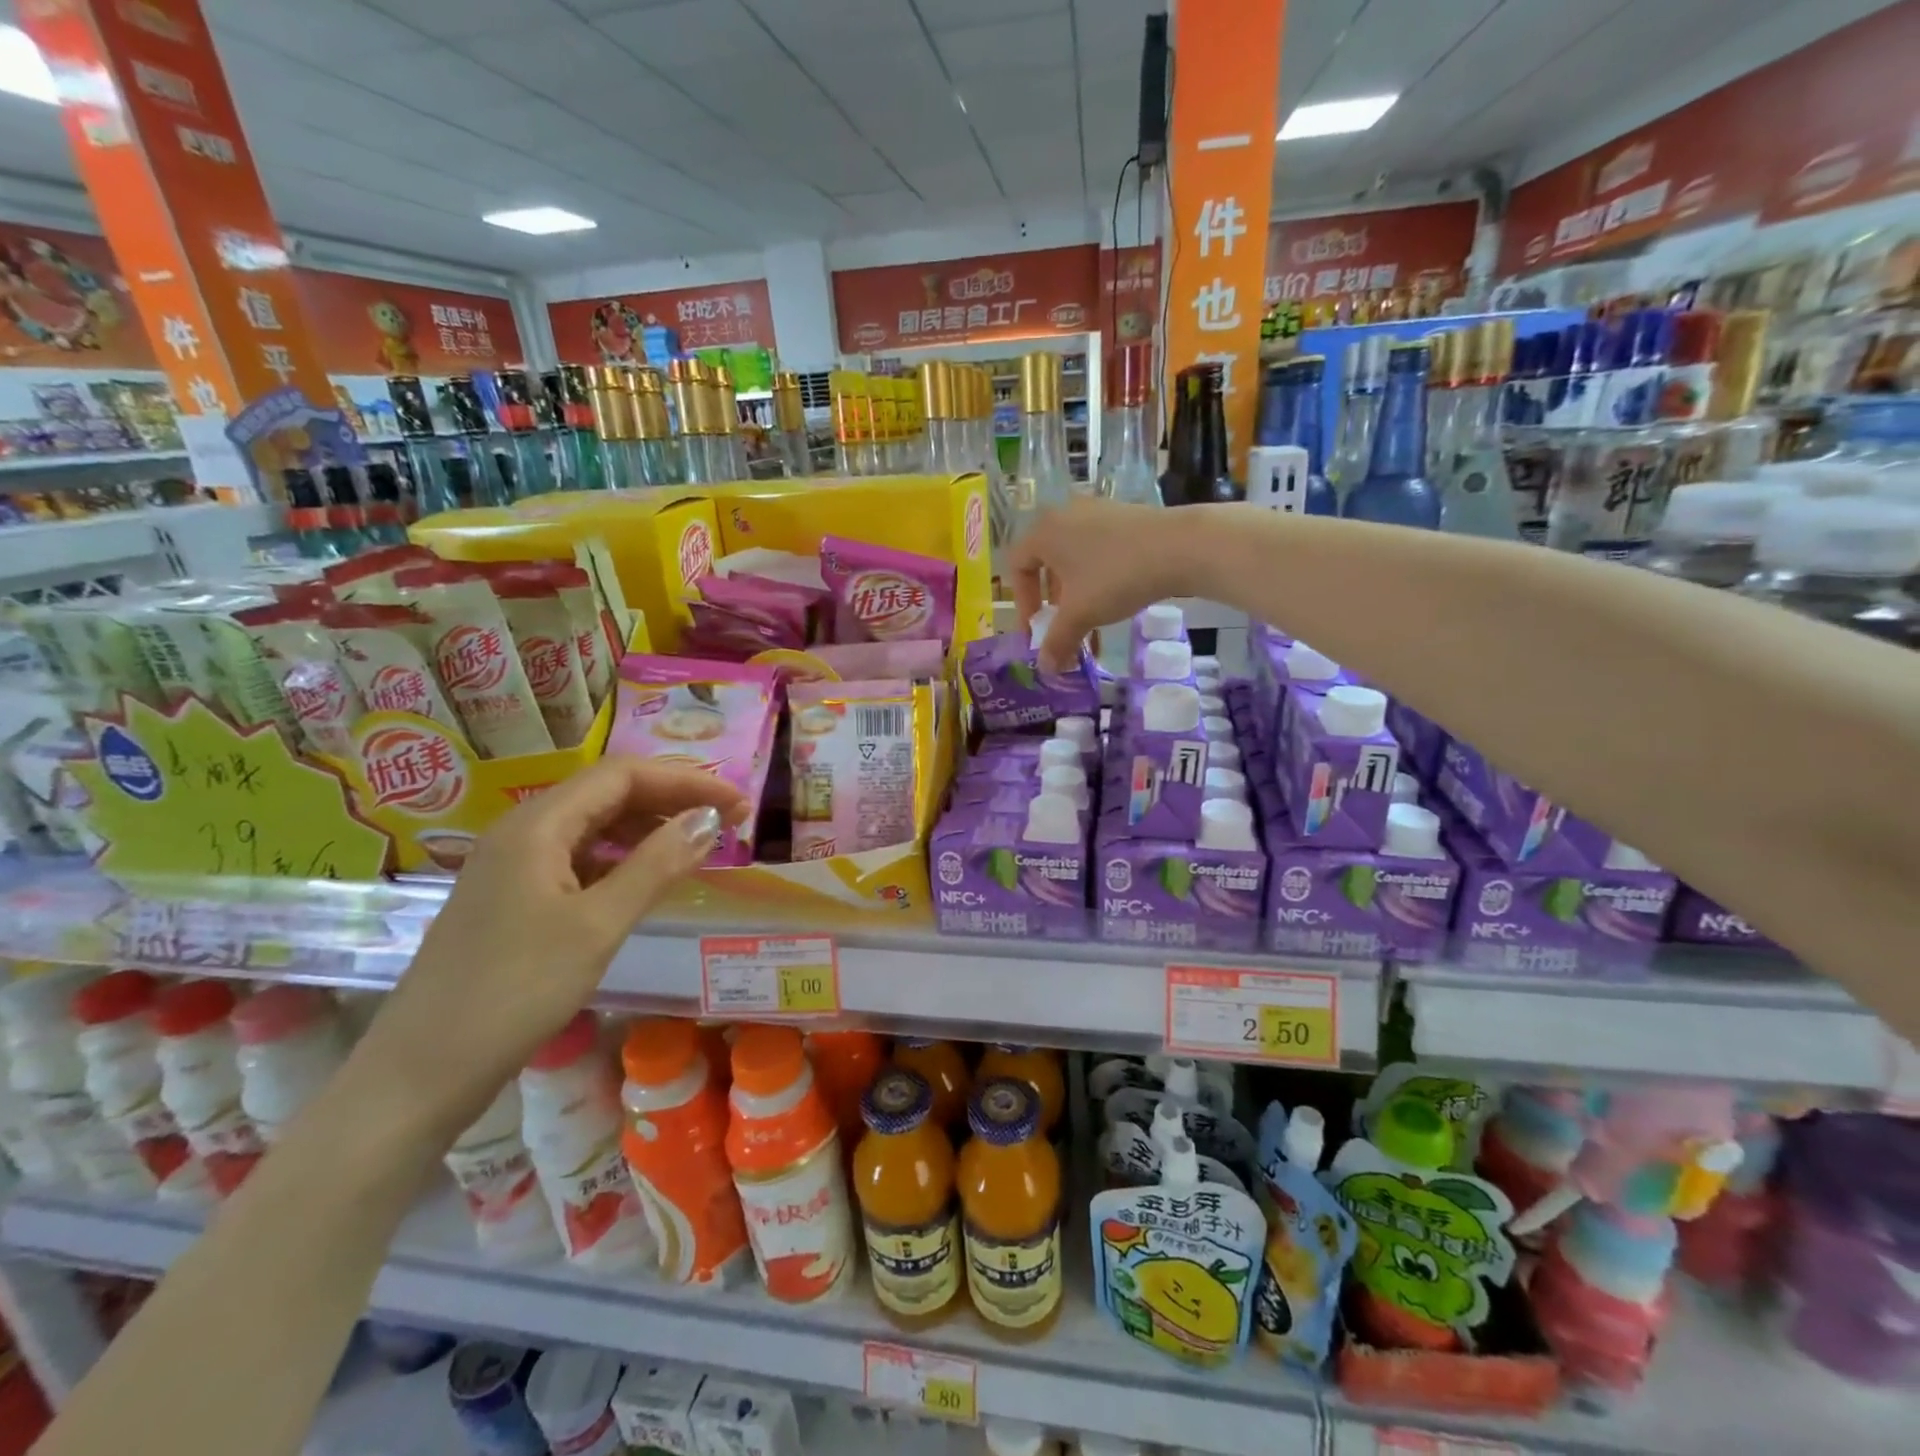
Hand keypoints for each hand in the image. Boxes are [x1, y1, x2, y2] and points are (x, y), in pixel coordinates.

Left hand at [357, 756, 746, 1135]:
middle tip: (728, 822)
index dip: (687, 780)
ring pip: (593, 825)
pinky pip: (578, 857)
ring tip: (697, 846)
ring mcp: (514, 865)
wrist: (419, 1074)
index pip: (624, 774)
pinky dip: (621, 858)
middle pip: (608, 793)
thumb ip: (657, 865)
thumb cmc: (514, 992)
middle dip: (671, 799)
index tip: (738, 803)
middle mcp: (522, 831)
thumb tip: (710, 818)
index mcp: (538, 825)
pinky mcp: (513, 897)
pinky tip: (646, 879)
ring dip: (648, 827)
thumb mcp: (598, 925)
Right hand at [1009, 499, 1206, 669]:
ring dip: (1076, 593)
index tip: (1037, 630)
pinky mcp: (1124, 517)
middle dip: (1052, 601)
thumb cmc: (1115, 577)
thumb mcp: (1081, 615)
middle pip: (1045, 562)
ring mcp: (1096, 512)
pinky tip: (1115, 599)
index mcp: (1044, 532)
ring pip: (1074, 558)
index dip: (1022, 603)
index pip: (1017, 567)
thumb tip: (1046, 669)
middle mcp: (1064, 515)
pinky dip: (1097, 578)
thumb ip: (1057, 641)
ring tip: (1090, 619)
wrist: (1179, 547)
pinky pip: (1097, 550)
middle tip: (1062, 626)